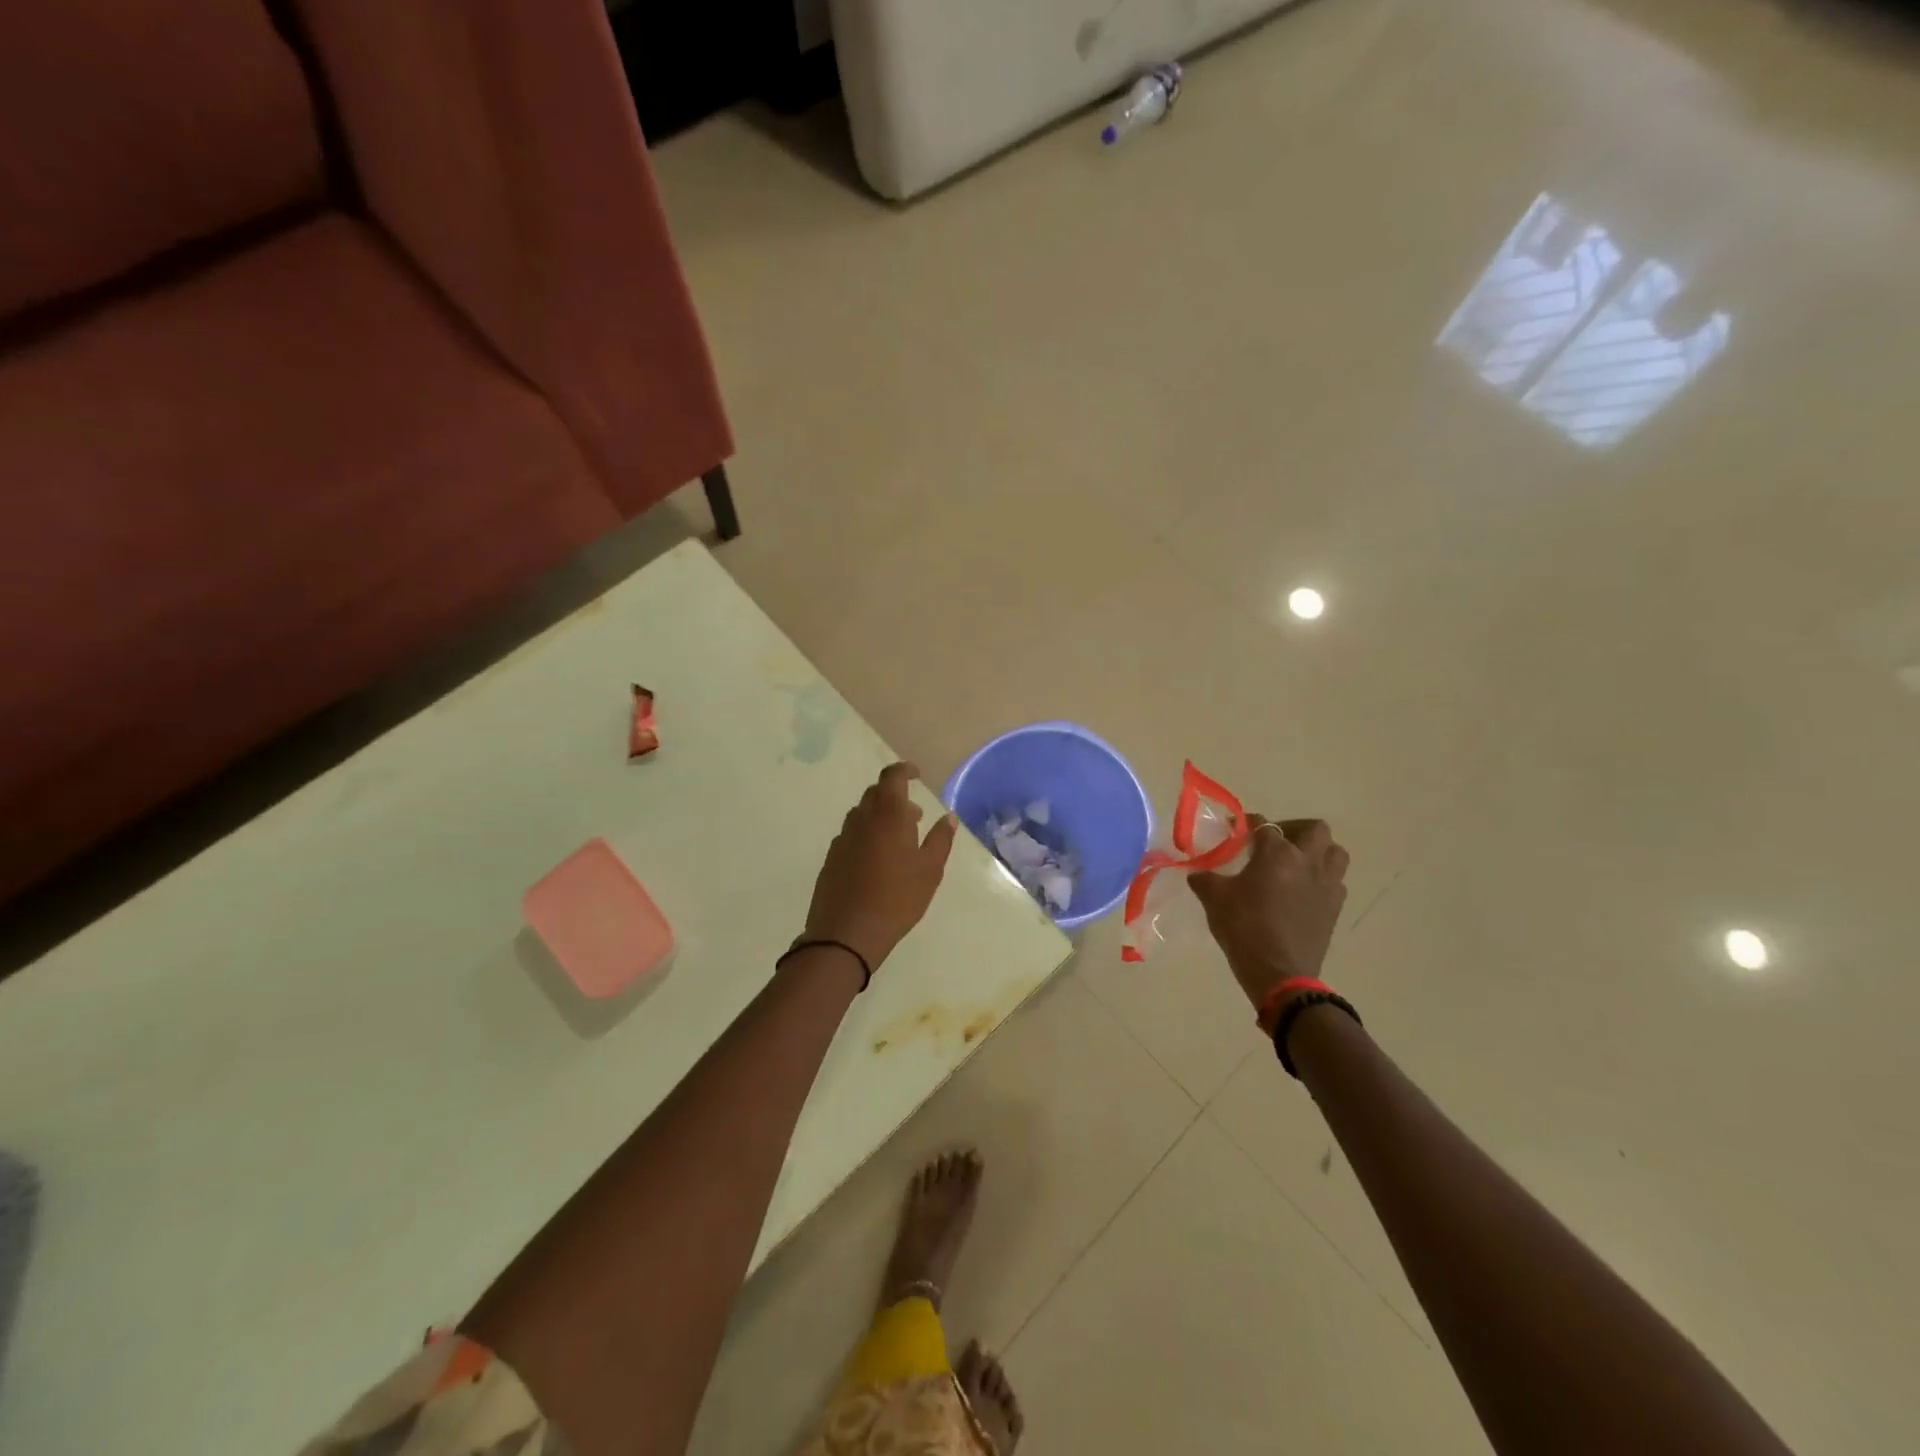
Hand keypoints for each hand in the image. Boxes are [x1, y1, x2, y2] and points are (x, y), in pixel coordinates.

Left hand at [801, 763, 957, 974]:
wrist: (847, 933)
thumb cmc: (897, 898)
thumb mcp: (930, 871)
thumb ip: (940, 840)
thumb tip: (949, 817)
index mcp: (888, 814)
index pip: (892, 776)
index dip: (904, 770)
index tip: (917, 775)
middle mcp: (862, 819)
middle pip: (876, 793)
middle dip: (895, 796)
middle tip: (915, 816)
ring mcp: (843, 838)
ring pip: (862, 814)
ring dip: (881, 817)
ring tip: (899, 841)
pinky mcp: (832, 857)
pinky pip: (852, 835)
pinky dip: (867, 835)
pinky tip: (877, 861)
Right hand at [1190, 816, 1349, 1014]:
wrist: (1279, 972)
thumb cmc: (1244, 928)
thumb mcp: (1214, 899)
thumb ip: (1205, 879)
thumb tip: (1197, 873)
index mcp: (1277, 853)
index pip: (1263, 825)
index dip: (1247, 823)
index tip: (1235, 829)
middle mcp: (1307, 861)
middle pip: (1314, 829)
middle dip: (1294, 829)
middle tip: (1275, 842)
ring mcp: (1326, 884)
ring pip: (1334, 852)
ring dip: (1317, 851)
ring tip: (1297, 862)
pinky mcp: (1335, 907)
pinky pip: (1336, 881)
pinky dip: (1322, 878)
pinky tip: (1303, 891)